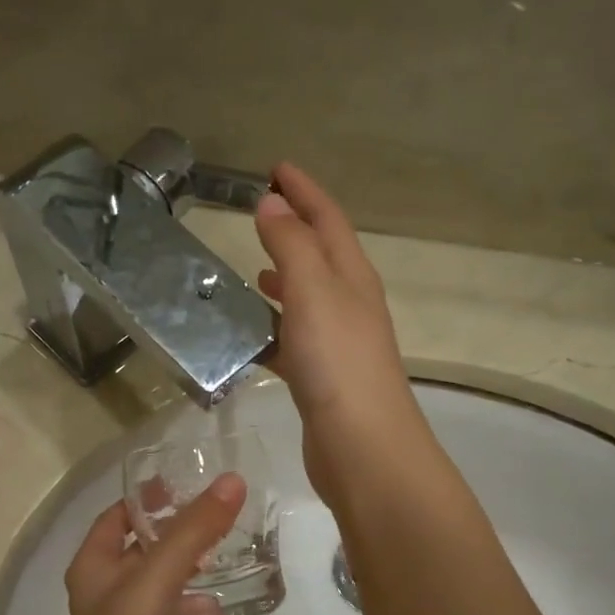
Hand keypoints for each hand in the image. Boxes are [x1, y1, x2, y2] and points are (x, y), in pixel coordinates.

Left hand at [60, 476, 247, 614]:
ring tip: (230, 549)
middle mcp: (107, 588)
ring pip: (163, 580)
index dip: (147, 497)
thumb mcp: (158, 575)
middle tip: (219, 513)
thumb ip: (194, 529)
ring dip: (192, 565)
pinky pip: (177, 612)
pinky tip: (225, 600)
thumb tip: (232, 481)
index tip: (185, 482)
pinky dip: (197, 603)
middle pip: (144, 546)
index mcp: (93, 565)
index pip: (117, 516)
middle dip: (178, 530)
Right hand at [255, 164, 426, 503]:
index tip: (277, 168)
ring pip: (308, 297)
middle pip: (323, 254)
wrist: (363, 446)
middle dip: (296, 229)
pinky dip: (274, 325)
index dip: (305, 191)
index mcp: (353, 277)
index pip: (329, 220)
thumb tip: (272, 204)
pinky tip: (252, 332)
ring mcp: (338, 342)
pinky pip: (294, 336)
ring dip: (285, 277)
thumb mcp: (313, 292)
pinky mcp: (321, 377)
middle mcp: (351, 304)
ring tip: (253, 268)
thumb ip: (292, 247)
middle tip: (262, 212)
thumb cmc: (338, 363)